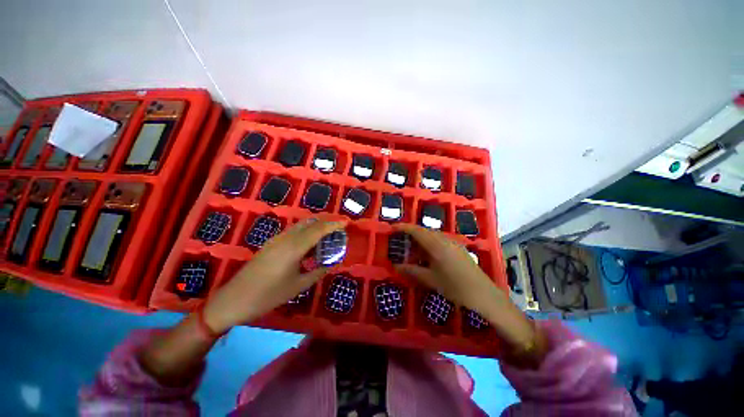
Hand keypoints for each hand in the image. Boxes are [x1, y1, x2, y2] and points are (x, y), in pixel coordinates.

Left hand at [203, 218, 346, 332]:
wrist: (233, 300)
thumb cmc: (267, 295)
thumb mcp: (297, 286)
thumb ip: (318, 271)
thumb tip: (332, 263)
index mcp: (294, 247)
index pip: (319, 229)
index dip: (334, 224)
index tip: (347, 222)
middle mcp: (286, 238)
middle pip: (310, 222)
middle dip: (327, 221)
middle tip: (340, 226)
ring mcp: (277, 239)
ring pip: (301, 225)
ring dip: (317, 225)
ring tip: (329, 233)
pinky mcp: (272, 243)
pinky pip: (294, 231)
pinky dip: (307, 231)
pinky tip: (311, 242)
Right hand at [392, 223, 505, 314]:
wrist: (484, 295)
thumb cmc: (455, 287)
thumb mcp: (430, 280)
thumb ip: (412, 271)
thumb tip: (395, 266)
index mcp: (436, 245)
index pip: (416, 231)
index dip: (403, 228)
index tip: (392, 228)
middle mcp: (444, 239)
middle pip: (424, 231)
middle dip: (411, 235)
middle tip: (400, 243)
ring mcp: (453, 242)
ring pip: (432, 236)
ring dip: (420, 241)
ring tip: (412, 253)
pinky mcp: (458, 248)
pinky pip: (439, 241)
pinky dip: (429, 245)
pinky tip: (427, 257)